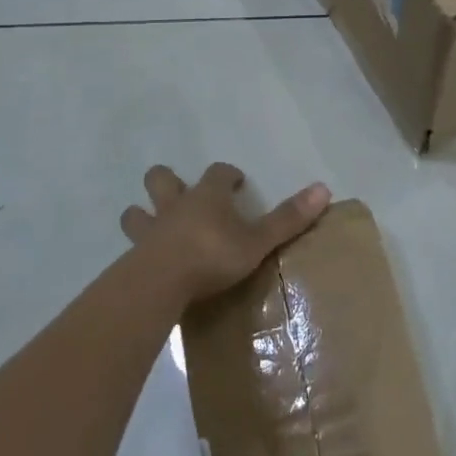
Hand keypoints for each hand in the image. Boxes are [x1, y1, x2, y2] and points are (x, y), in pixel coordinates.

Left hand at [121, 163, 331, 306]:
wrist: (161, 283)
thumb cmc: (213, 255)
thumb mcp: (258, 241)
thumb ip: (288, 219)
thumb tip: (324, 188)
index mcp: (208, 196)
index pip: (218, 172)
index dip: (228, 174)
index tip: (236, 182)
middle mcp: (176, 205)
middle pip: (162, 179)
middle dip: (168, 181)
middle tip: (180, 192)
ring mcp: (150, 231)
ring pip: (137, 212)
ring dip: (142, 214)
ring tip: (151, 224)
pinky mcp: (133, 258)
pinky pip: (132, 248)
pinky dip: (138, 250)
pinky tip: (144, 263)